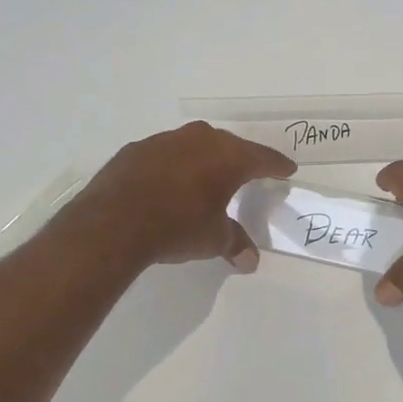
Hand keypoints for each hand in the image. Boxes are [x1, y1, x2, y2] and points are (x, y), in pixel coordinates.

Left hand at [75, 122, 295, 270]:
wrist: (115, 222)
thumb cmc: (178, 226)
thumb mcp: (214, 240)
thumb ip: (234, 243)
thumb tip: (249, 261)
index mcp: (228, 157)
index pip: (262, 158)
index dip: (276, 165)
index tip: (287, 169)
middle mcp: (200, 140)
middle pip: (229, 145)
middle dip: (240, 159)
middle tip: (249, 171)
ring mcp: (165, 141)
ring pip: (195, 145)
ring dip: (203, 159)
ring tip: (206, 177)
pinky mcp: (136, 150)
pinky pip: (165, 154)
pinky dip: (173, 166)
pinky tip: (168, 184)